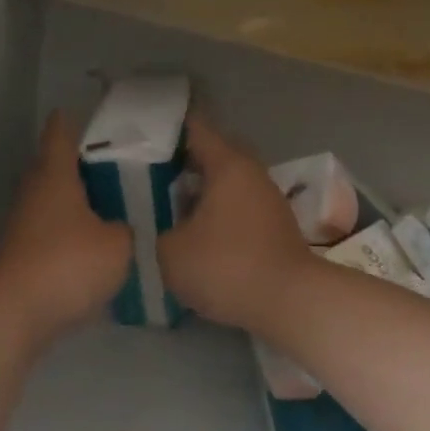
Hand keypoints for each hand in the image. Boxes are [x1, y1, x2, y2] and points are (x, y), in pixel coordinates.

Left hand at [0, 111, 133, 346]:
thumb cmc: (68, 264)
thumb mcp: (118, 245)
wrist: (16, 314)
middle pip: (55, 167)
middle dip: (82, 165)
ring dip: (77, 202)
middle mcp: (34, 193)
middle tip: (119, 167)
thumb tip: (120, 228)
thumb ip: (126, 229)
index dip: (75, 121)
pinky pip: (51, 232)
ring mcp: (23, 226)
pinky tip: (96, 247)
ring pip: (53, 201)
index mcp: (55, 176)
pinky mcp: (22, 255)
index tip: (96, 116)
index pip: (60, 133)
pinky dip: (71, 232)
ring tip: (114, 207)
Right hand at [158, 114, 313, 331]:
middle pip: (212, 156)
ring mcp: (267, 201)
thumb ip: (156, 232)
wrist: (289, 302)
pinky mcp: (274, 228)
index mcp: (227, 165)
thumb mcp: (169, 252)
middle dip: (181, 163)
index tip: (141, 133)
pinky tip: (194, 234)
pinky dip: (215, 214)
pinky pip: (237, 209)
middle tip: (148, 175)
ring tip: (166, 207)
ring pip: (226, 185)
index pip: (195, 128)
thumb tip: (160, 228)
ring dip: (200, 192)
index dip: (167, 127)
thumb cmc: (225, 267)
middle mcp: (251, 174)